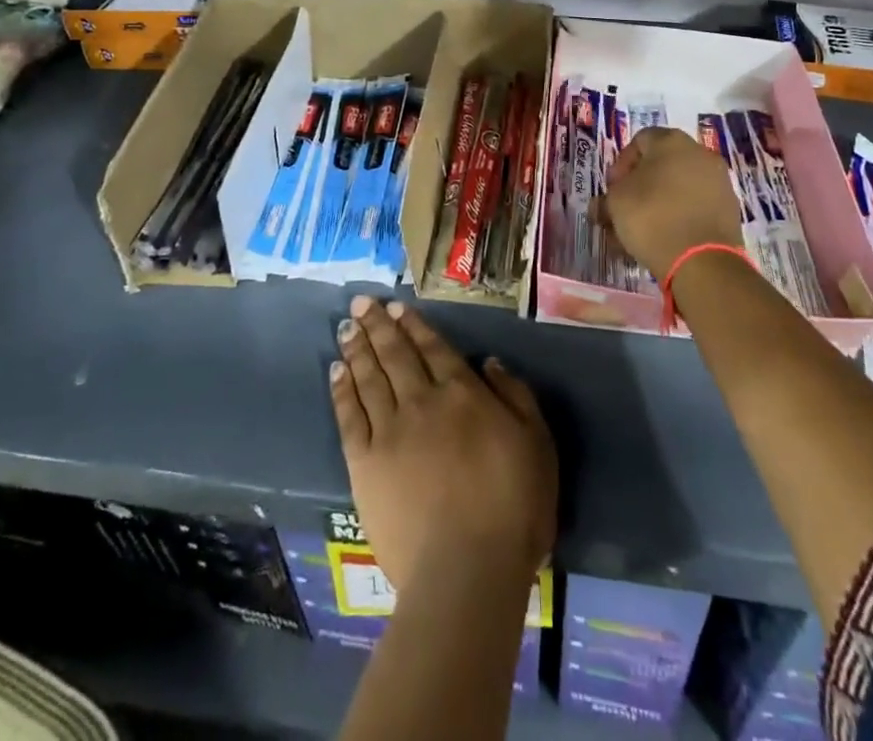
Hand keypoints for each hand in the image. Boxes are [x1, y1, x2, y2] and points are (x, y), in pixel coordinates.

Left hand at [330, 295, 556, 591]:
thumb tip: (489, 362)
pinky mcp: (365, 465)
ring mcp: (390, 431)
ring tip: (346, 326)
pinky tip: (336, 371)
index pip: (433, 348)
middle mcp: (422, 401)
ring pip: (369, 378)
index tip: (396, 306)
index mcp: (462, 393)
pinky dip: (342, 390)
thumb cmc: (513, 507)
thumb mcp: (537, 443)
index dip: (413, 325)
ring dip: (357, 348)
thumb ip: (515, 396)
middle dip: (377, 325)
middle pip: (395, 355)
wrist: (467, 570)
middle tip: (360, 302)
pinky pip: (350, 417)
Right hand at [596, 127, 744, 282]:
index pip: (639, 141)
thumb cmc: (652, 217)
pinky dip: (679, 216)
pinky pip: (695, 206)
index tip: (613, 189)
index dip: (621, 164)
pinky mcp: (729, 209)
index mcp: (671, 141)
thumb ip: (607, 197)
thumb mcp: (615, 203)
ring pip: (678, 187)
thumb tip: (604, 205)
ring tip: (642, 230)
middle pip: (661, 164)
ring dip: (658, 202)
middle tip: (625, 209)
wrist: (703, 261)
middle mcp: (700, 153)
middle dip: (640, 186)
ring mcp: (719, 181)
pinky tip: (664, 238)